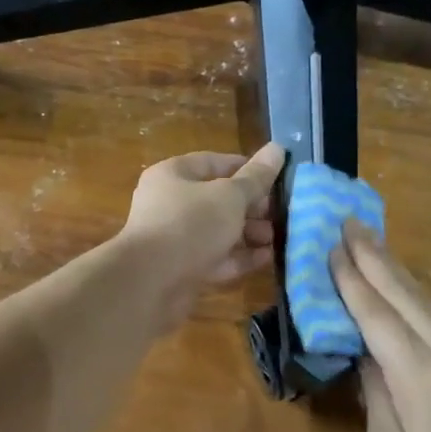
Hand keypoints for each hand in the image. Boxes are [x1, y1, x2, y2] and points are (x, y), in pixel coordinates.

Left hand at [119, 143, 285, 330]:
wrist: (149, 283)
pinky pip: (215, 257)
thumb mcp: (229, 196)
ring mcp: (174, 238)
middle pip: (217, 199)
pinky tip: (267, 258)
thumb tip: (278, 148)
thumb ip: (256, 177)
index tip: (276, 178)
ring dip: (248, 233)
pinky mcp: (181, 268)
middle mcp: (170, 203)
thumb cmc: (190, 225)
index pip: (213, 162)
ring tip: (277, 237)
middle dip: (251, 206)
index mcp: (173, 175)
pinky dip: (239, 257)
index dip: (246, 168)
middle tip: (280, 213)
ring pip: (218, 230)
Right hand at [329, 222, 430, 431]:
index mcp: (421, 380)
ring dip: (396, 270)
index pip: (378, 318)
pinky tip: (403, 289)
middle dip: (375, 257)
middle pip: (406, 297)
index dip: (353, 282)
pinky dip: (414, 296)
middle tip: (349, 223)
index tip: (330, 247)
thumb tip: (365, 356)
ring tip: (371, 243)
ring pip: (427, 304)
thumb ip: (375, 398)